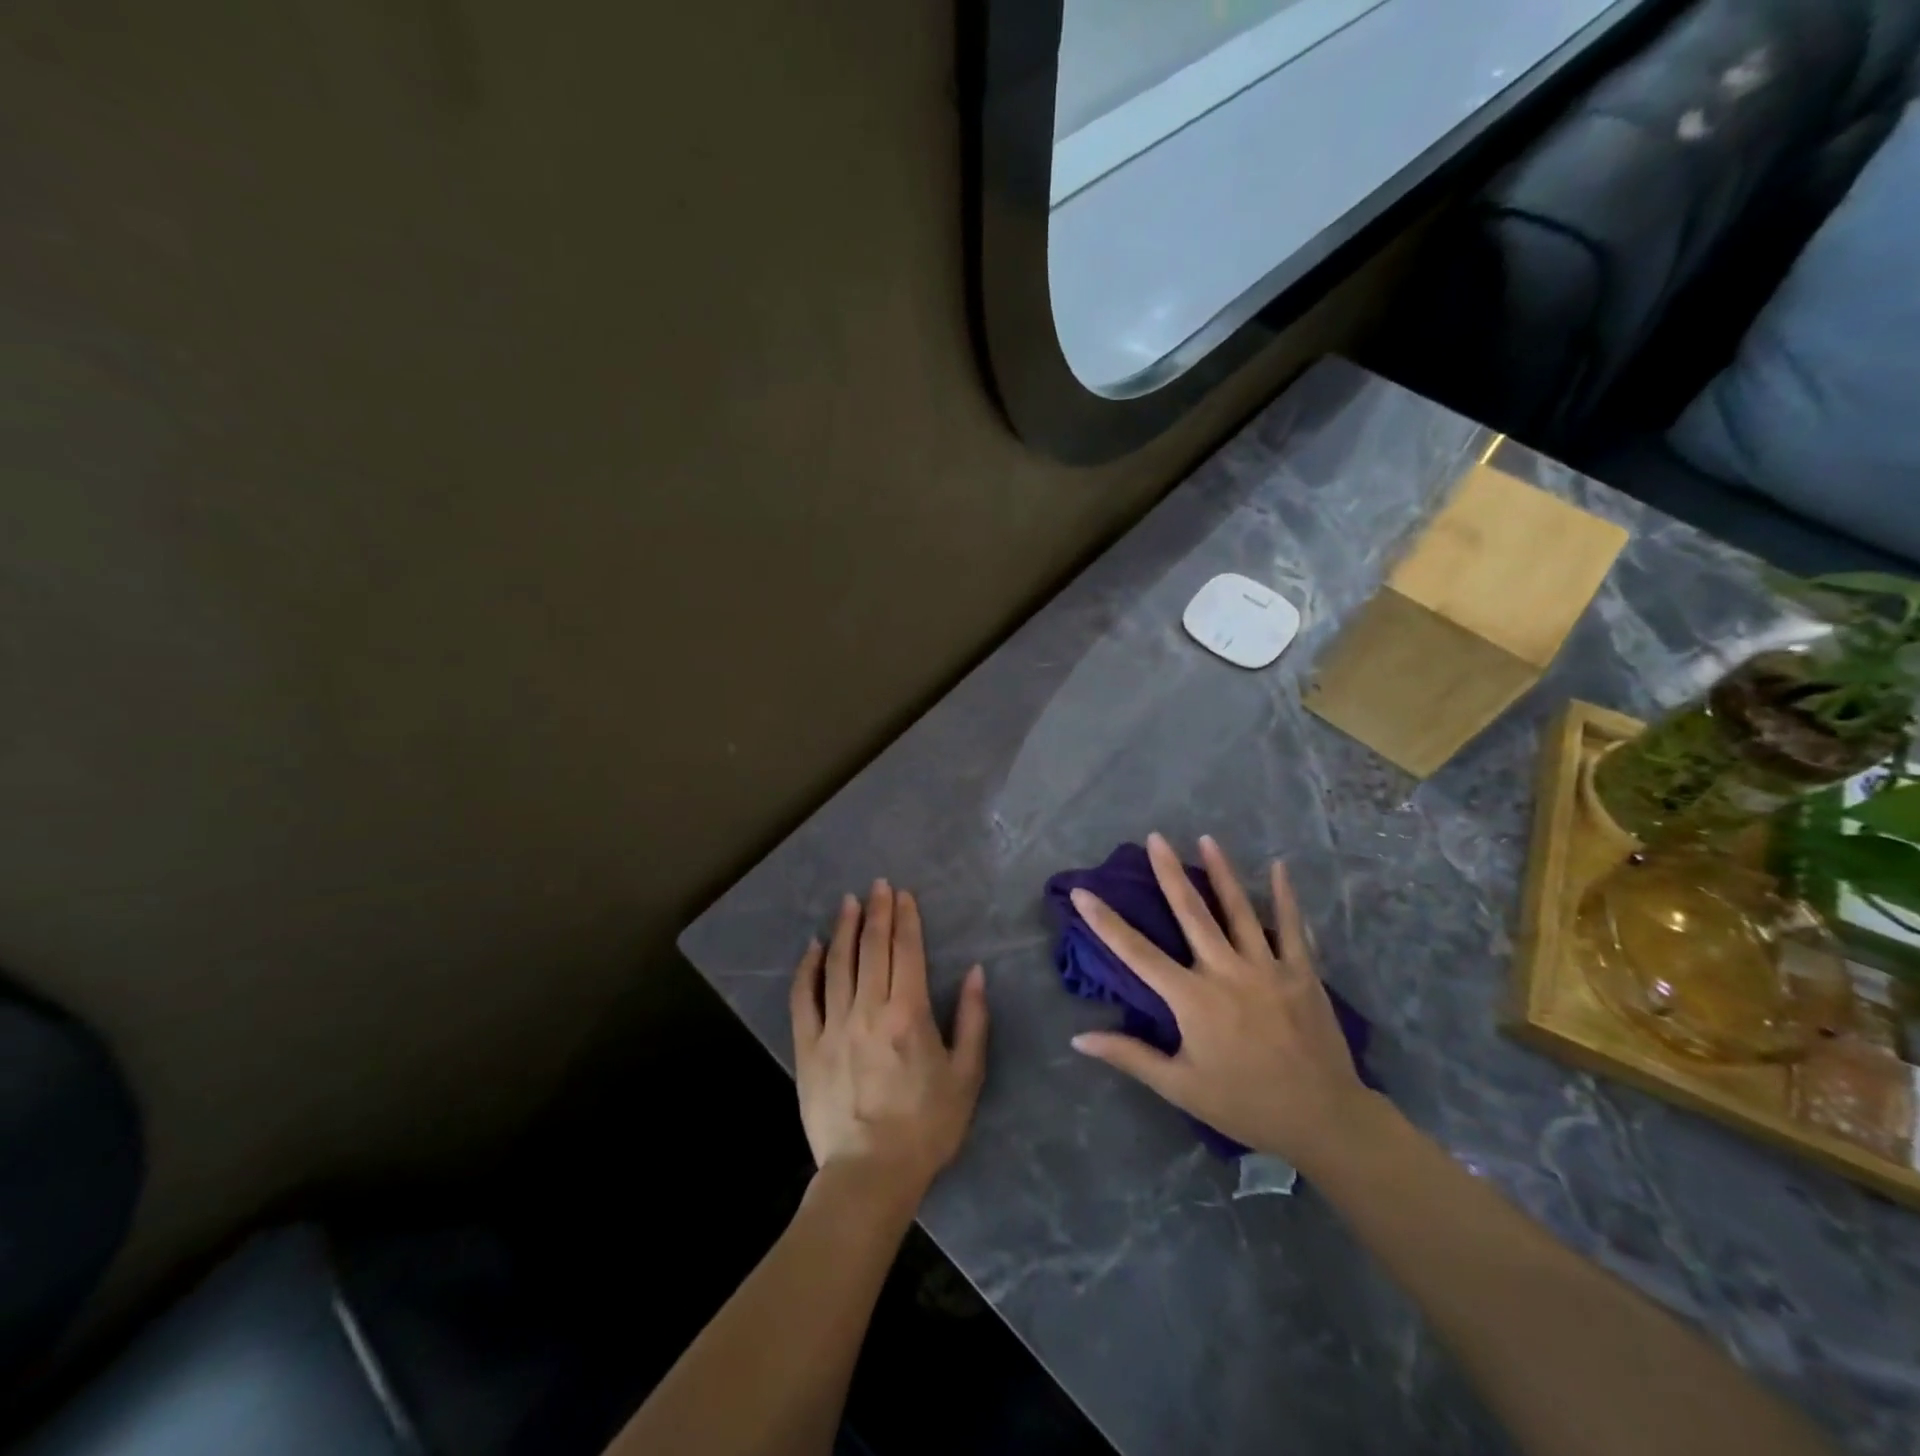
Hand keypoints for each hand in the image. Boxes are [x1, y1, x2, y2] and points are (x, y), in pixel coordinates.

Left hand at [791, 881, 989, 1210]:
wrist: (870, 1173)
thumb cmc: (927, 1126)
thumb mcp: (966, 1075)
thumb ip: (973, 1019)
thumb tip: (975, 973)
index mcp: (908, 1014)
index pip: (906, 951)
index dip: (906, 919)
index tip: (904, 894)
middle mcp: (868, 1010)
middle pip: (872, 949)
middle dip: (877, 912)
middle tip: (878, 885)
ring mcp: (833, 1026)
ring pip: (837, 964)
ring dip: (845, 929)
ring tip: (849, 902)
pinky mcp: (808, 1046)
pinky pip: (804, 998)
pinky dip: (808, 968)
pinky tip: (813, 947)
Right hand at [1069, 833, 1380, 1171]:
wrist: (1323, 1120)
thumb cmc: (1244, 1104)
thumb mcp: (1179, 1087)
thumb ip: (1129, 1055)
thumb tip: (1078, 1038)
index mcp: (1192, 998)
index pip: (1137, 953)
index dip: (1105, 922)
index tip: (1083, 893)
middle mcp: (1226, 971)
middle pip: (1192, 913)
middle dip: (1169, 873)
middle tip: (1155, 838)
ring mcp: (1268, 967)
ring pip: (1239, 910)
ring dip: (1221, 872)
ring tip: (1207, 839)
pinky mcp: (1302, 972)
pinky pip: (1292, 927)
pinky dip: (1285, 896)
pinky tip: (1280, 867)